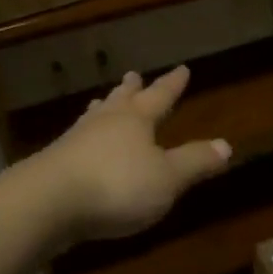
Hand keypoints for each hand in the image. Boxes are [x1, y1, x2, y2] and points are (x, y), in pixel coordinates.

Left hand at [32, 67, 230, 243]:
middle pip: (121, 100)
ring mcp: (75, 142)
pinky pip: (77, 141)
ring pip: (94, 118)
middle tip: (133, 75)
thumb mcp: (167, 178)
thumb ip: (195, 162)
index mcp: (135, 120)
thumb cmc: (117, 185)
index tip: (182, 69)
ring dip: (103, 109)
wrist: (46, 204)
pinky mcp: (54, 165)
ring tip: (102, 101)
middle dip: (132, 89)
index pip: (160, 97)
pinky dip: (85, 137)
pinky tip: (80, 145)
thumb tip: (226, 145)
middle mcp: (104, 123)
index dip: (172, 85)